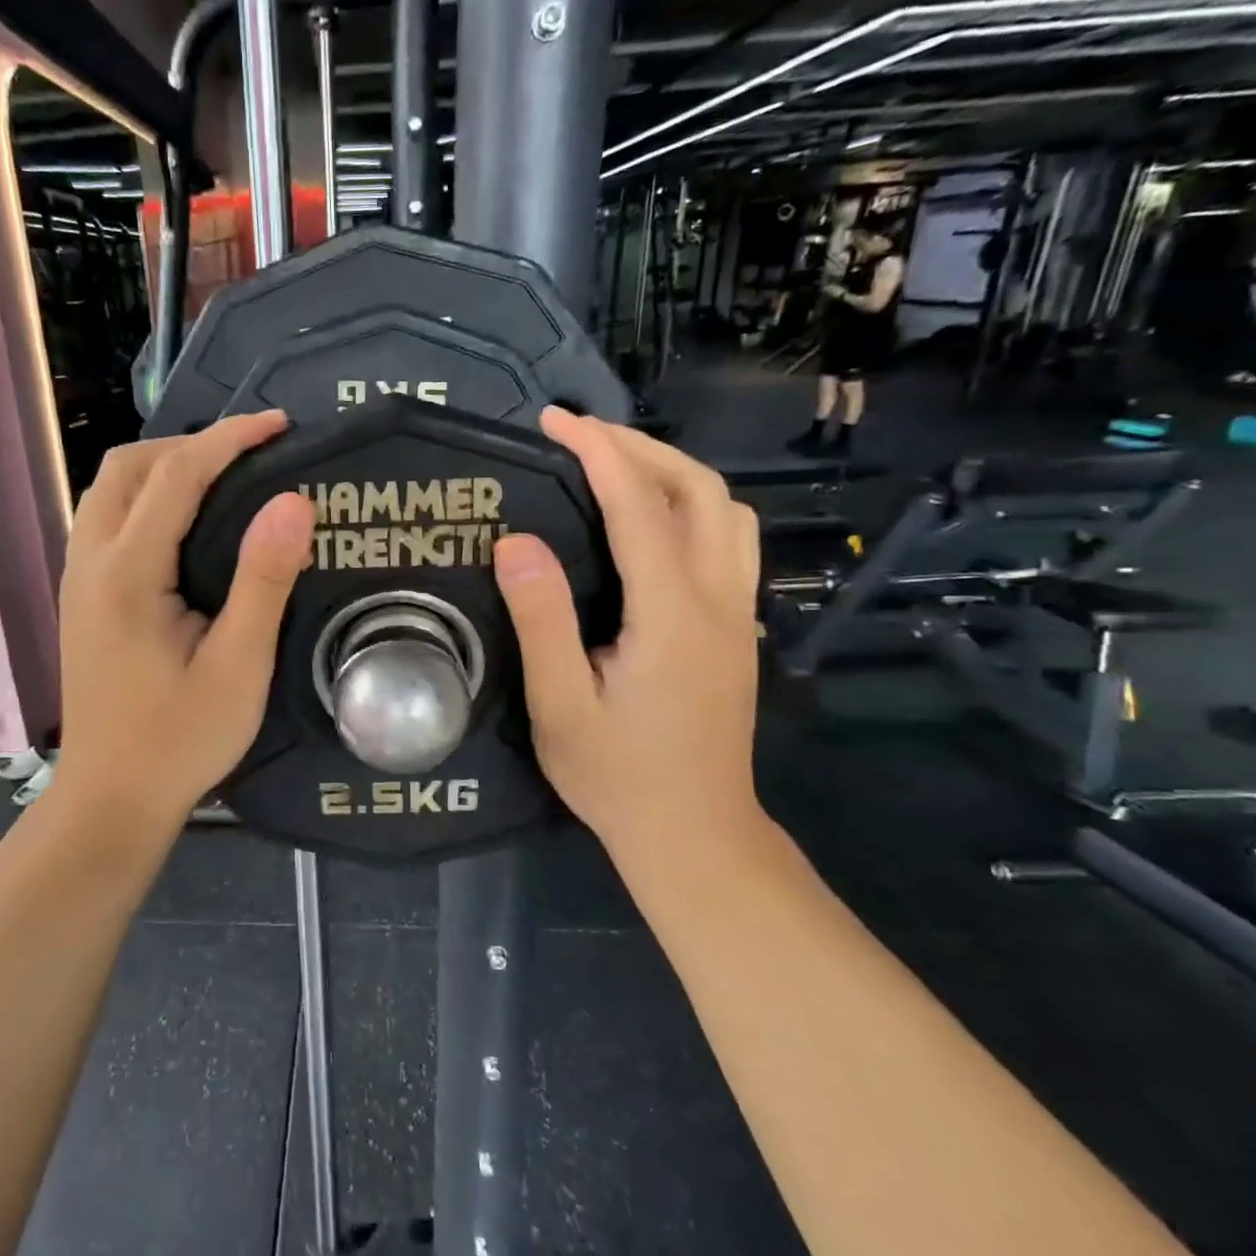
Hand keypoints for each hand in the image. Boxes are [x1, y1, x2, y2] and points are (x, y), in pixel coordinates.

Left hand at [52, 411, 315, 833]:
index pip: (176, 475)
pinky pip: (107, 519)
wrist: (112, 798)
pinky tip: (184, 526)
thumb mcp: (239, 666)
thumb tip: (293, 502)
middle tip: (251, 456)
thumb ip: (263, 580)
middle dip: (190, 445)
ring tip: (222, 479)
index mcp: (127, 573)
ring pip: (110, 491)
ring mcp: (77, 579)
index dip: (229, 439)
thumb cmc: (180, 739)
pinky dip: (146, 499)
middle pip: (128, 467)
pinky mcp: (80, 598)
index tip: (279, 425)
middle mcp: (90, 561)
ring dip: (163, 468)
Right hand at [492, 409, 763, 857]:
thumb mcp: (559, 704)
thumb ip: (542, 620)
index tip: (555, 421)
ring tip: (616, 467)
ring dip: (674, 473)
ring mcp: (739, 614)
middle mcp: (719, 600)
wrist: (694, 833)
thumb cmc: (616, 775)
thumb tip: (516, 541)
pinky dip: (690, 506)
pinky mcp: (738, 630)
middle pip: (700, 490)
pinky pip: (728, 541)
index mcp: (672, 613)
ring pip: (726, 511)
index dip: (598, 453)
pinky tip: (650, 524)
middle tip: (580, 436)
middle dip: (641, 448)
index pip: (640, 506)